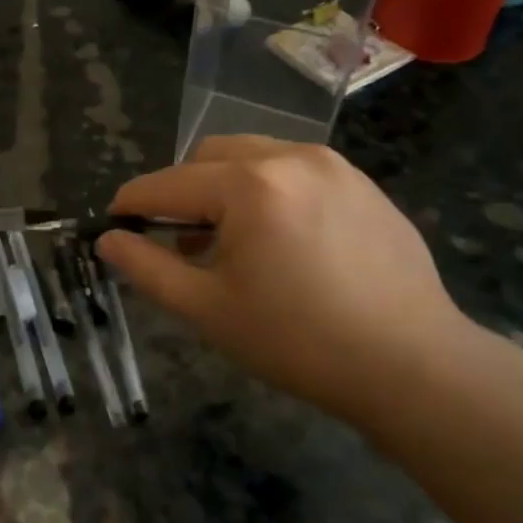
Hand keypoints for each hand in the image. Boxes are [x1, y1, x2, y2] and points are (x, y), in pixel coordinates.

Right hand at [97, 135, 473, 422]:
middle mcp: (290, 157)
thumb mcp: (208, 309)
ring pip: (253, 156)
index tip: (113, 222)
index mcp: (249, 185)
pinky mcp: (362, 183)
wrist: (414, 366)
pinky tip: (284, 241)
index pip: (168, 183)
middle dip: (183, 190)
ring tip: (234, 242)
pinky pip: (295, 170)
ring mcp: (333, 165)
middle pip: (209, 156)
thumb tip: (108, 239)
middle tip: (182, 241)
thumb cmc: (298, 341)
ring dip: (226, 187)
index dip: (133, 203)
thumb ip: (147, 267)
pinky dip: (269, 191)